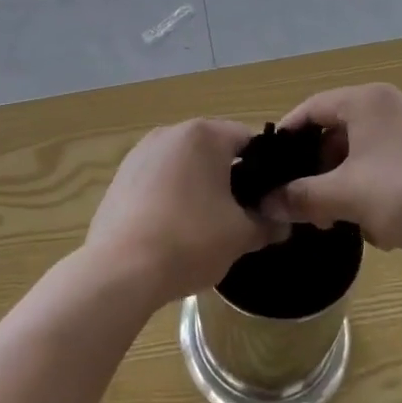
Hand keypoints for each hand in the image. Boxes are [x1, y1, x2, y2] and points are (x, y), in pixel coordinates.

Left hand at [84, 119, 287, 308]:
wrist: (120, 270)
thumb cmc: (189, 240)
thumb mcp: (240, 236)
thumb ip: (267, 224)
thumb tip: (281, 223)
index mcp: (204, 135)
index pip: (248, 140)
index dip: (265, 169)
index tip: (269, 198)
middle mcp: (170, 132)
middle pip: (213, 149)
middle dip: (230, 177)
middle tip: (242, 214)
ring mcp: (140, 152)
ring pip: (184, 164)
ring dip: (198, 186)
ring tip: (206, 225)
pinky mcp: (120, 176)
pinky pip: (158, 179)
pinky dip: (170, 196)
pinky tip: (172, 229)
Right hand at [262, 84, 401, 271]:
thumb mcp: (347, 196)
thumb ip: (300, 196)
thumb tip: (264, 202)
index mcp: (368, 100)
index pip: (311, 108)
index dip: (286, 137)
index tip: (268, 169)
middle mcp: (389, 106)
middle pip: (334, 132)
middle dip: (316, 171)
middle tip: (303, 205)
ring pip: (359, 154)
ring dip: (342, 186)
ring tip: (336, 221)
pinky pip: (384, 167)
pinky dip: (371, 191)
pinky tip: (377, 227)